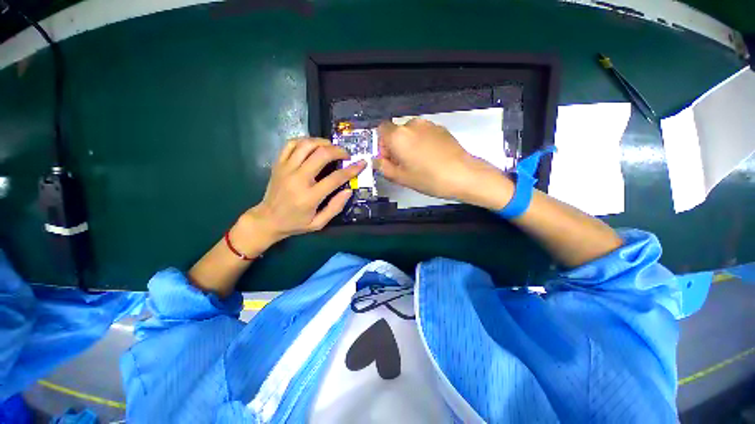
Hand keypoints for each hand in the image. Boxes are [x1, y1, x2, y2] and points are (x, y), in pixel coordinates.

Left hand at [243, 138, 365, 244]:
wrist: (267, 220)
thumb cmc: (295, 223)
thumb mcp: (319, 223)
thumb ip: (335, 207)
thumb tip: (349, 190)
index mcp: (309, 197)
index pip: (336, 178)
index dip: (352, 169)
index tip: (362, 163)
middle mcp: (297, 179)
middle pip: (321, 155)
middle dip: (338, 151)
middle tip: (346, 154)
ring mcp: (286, 169)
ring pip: (306, 145)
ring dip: (323, 142)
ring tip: (331, 147)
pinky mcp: (278, 164)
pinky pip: (291, 144)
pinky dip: (305, 141)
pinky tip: (313, 145)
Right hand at [375, 119, 512, 208]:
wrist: (462, 174)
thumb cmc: (427, 178)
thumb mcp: (400, 178)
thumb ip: (383, 167)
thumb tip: (377, 160)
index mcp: (398, 135)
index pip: (381, 129)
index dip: (382, 144)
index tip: (389, 159)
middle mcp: (412, 124)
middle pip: (396, 131)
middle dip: (395, 146)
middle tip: (403, 164)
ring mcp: (429, 125)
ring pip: (411, 133)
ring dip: (409, 144)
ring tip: (419, 162)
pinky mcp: (442, 129)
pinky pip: (424, 133)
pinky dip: (422, 143)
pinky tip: (431, 158)